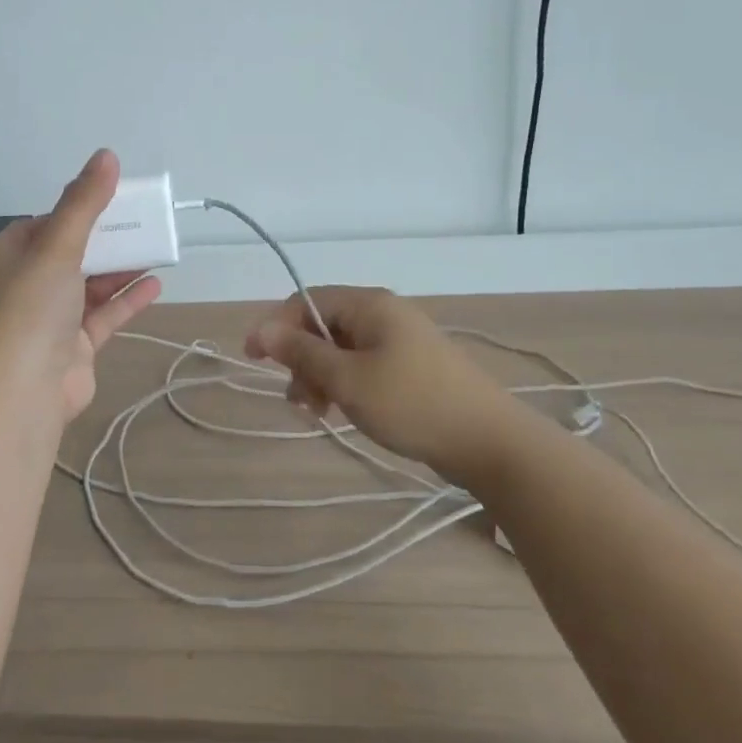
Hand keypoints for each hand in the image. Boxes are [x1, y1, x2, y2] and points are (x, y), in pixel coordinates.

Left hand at [0, 150, 161, 427]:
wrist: (21, 393)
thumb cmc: (31, 309)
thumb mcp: (57, 246)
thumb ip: (84, 203)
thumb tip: (106, 155)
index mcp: (9, 259)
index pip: (42, 225)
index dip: (75, 210)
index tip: (109, 199)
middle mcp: (26, 287)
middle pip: (71, 254)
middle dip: (106, 238)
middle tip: (142, 221)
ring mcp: (51, 320)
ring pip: (90, 286)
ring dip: (120, 268)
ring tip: (156, 248)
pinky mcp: (74, 348)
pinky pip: (104, 316)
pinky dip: (127, 300)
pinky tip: (156, 284)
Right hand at [245, 286, 511, 480]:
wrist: (489, 442)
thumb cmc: (412, 404)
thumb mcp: (348, 379)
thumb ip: (302, 352)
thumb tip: (261, 330)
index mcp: (370, 305)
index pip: (307, 300)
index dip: (275, 326)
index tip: (252, 359)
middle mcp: (384, 314)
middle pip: (324, 325)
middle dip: (300, 359)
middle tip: (295, 400)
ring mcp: (400, 341)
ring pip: (342, 350)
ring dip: (320, 377)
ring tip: (316, 414)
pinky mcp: (411, 368)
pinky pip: (363, 366)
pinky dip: (344, 385)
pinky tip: (339, 412)